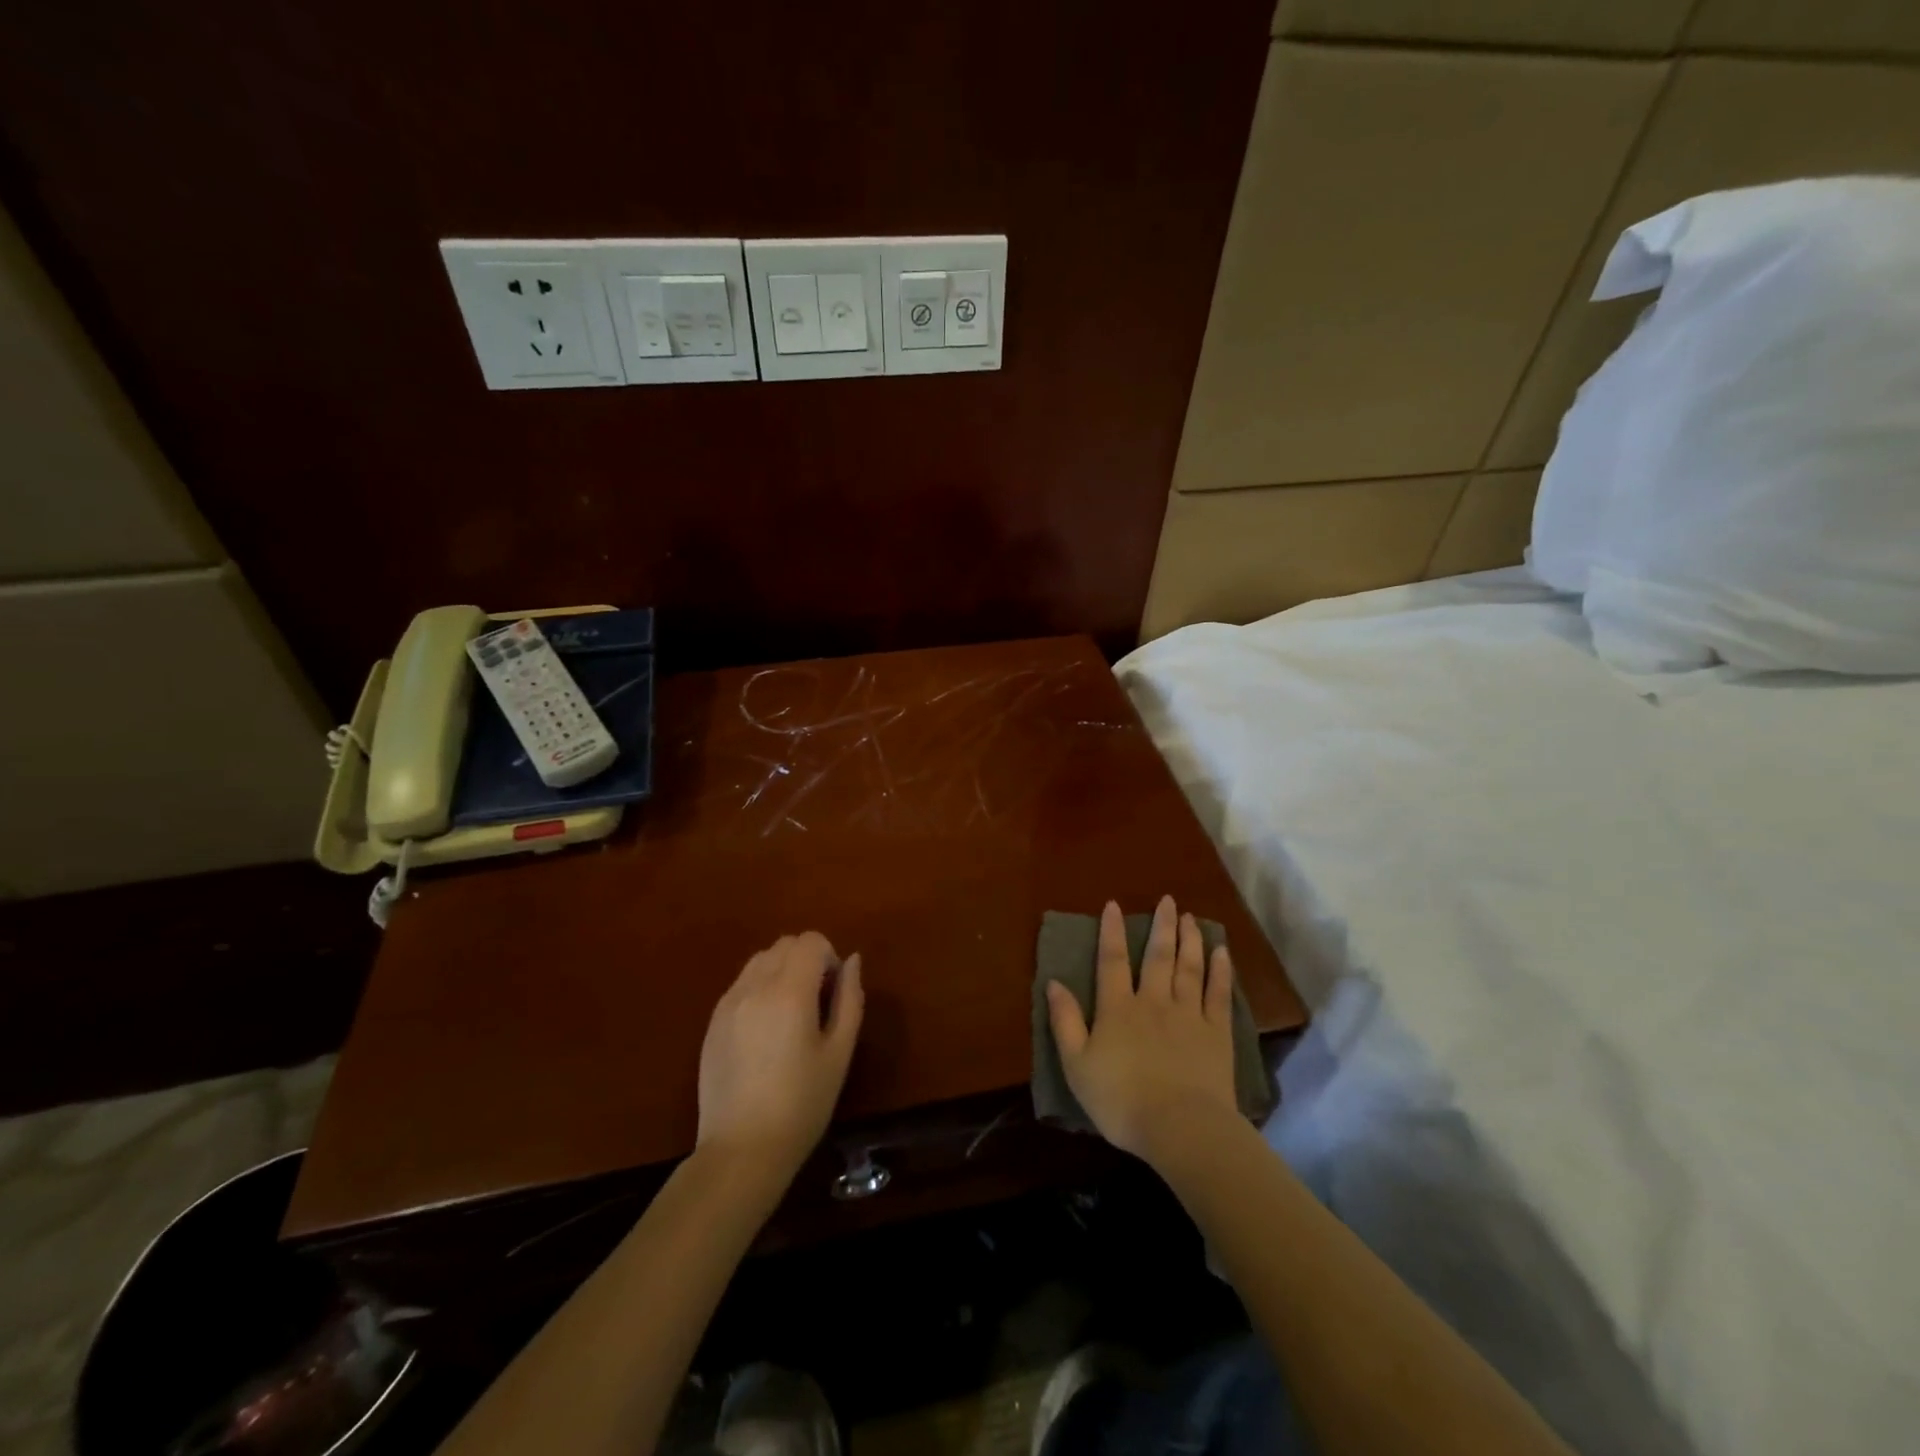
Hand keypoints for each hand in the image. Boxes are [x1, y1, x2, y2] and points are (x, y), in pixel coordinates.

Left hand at [696, 932, 863, 1185]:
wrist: (741, 1151)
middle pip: (785, 944)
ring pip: (760, 959)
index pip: (811, 941)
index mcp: (789, 991)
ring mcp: (728, 1002)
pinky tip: (766, 1031)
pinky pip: (741, 983)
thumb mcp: (839, 1053)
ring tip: (790, 1014)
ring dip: (781, 970)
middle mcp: (755, 986)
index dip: (829, 958)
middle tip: (817, 1003)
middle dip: (807, 960)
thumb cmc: (802, 1104)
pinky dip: (759, 988)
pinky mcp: (712, 1021)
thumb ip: (850, 999)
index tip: (833, 993)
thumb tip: (852, 961)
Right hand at [1046, 897, 1238, 1163]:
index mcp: (1117, 1009)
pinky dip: (1220, 971)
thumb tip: (1054, 982)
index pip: (1112, 961)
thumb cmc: (1121, 1100)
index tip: (1114, 905)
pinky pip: (1218, 994)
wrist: (1180, 1127)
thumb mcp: (1076, 1065)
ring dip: (1189, 940)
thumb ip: (1064, 1022)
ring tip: (1190, 917)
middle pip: (1157, 956)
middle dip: (1161, 926)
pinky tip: (1222, 952)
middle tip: (1168, 900)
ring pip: (1189, 968)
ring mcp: (1189, 1015)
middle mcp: (1153, 1002)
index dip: (1111, 932)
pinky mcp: (1217, 1034)